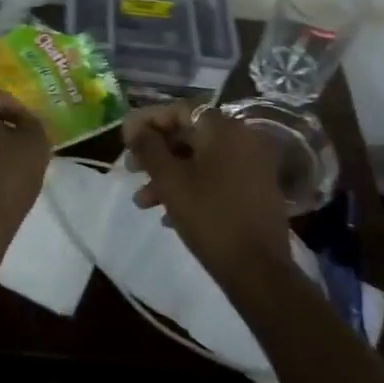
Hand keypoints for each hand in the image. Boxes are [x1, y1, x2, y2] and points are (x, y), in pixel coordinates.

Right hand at [122, 101, 290, 282]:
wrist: (258, 271)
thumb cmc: (209, 217)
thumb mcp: (170, 180)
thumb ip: (147, 146)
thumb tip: (132, 124)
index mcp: (223, 129)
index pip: (178, 111)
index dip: (147, 122)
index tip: (125, 140)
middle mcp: (241, 138)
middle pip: (188, 135)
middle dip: (156, 153)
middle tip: (131, 170)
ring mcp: (251, 165)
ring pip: (199, 160)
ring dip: (169, 176)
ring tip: (143, 202)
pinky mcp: (254, 189)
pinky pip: (215, 177)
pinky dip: (191, 188)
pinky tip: (167, 215)